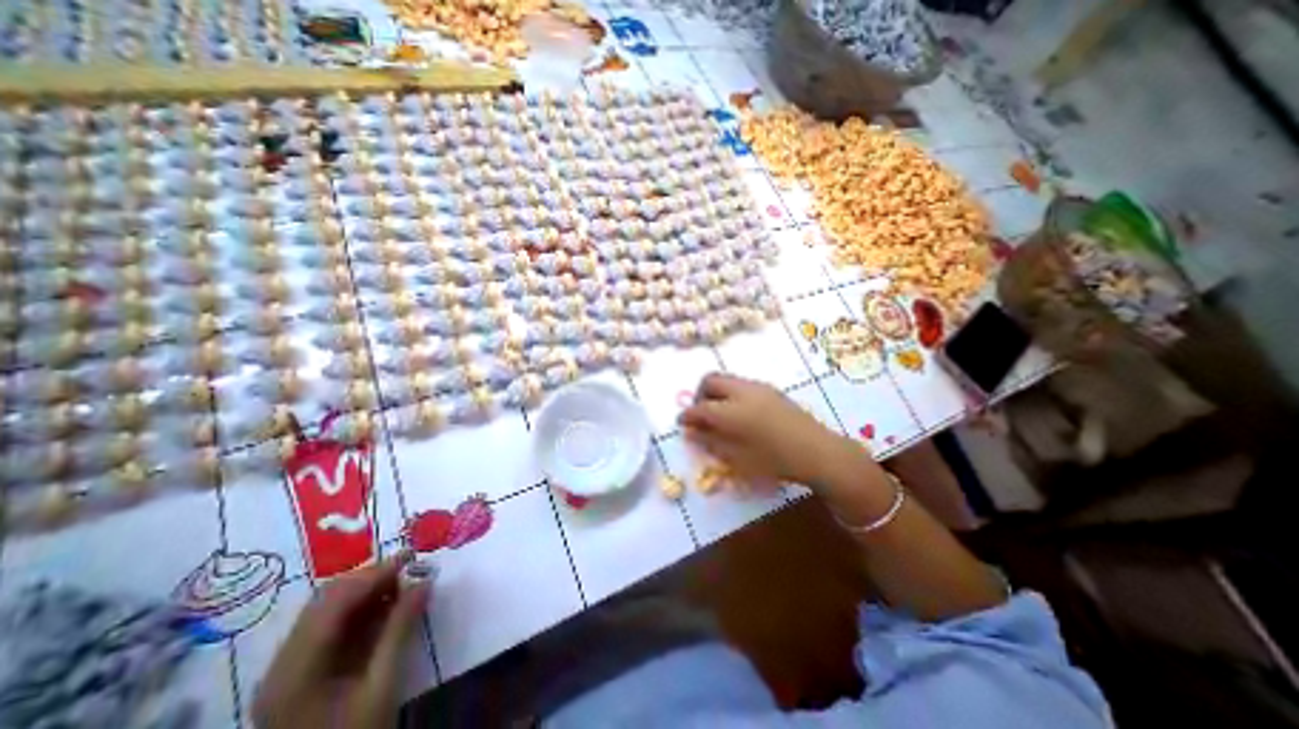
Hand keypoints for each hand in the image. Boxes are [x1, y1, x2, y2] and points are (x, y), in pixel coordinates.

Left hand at [252, 552, 430, 728]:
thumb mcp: (382, 685)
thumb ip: (400, 629)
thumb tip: (425, 580)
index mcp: (295, 670)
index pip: (334, 603)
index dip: (374, 574)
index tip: (412, 556)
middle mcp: (283, 663)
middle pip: (326, 601)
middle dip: (371, 578)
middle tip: (410, 568)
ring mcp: (289, 668)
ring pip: (329, 610)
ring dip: (368, 591)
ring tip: (404, 584)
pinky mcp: (302, 673)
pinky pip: (331, 627)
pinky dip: (362, 609)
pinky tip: (388, 606)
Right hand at [681, 374, 870, 486]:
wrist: (818, 451)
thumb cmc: (775, 461)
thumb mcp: (738, 458)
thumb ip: (711, 442)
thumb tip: (692, 432)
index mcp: (732, 411)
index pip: (700, 407)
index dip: (687, 415)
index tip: (682, 422)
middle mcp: (742, 392)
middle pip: (710, 380)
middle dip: (699, 395)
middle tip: (700, 415)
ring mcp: (758, 387)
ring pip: (726, 379)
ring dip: (716, 392)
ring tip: (719, 415)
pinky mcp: (770, 389)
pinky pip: (741, 384)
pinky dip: (731, 393)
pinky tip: (739, 413)